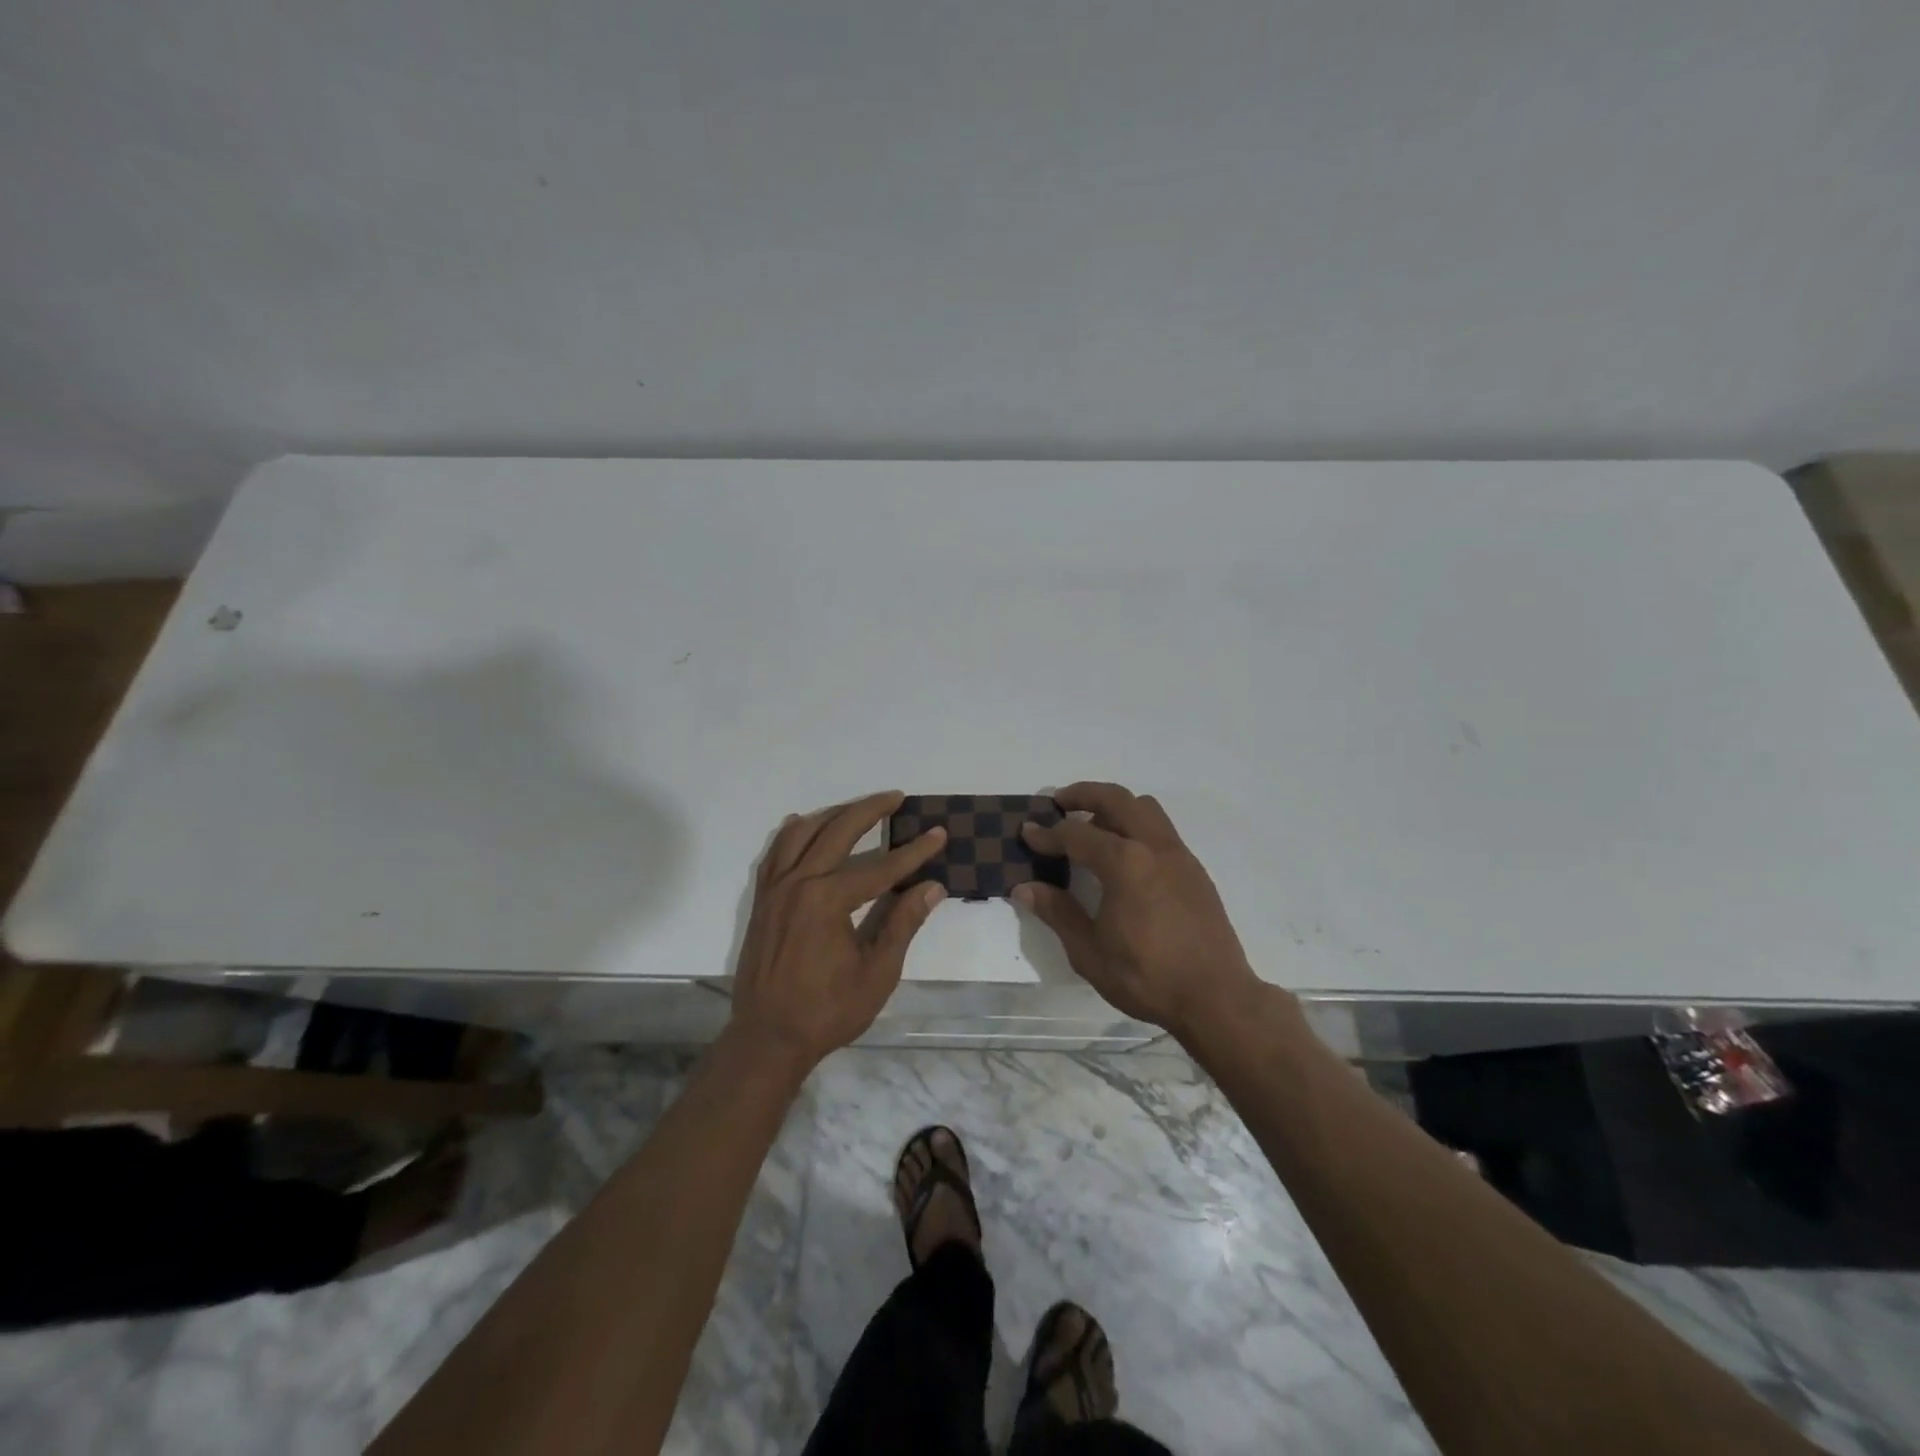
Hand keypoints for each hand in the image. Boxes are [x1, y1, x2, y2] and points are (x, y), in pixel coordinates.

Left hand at [728, 791, 947, 1073]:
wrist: (767, 1038)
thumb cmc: (828, 1010)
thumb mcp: (877, 972)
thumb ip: (903, 924)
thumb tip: (932, 886)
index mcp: (828, 900)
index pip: (881, 867)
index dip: (914, 851)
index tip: (938, 833)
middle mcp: (799, 883)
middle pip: (837, 831)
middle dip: (870, 810)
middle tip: (896, 797)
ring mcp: (775, 889)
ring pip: (803, 833)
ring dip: (833, 814)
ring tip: (859, 809)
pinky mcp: (762, 899)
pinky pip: (775, 851)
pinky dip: (793, 832)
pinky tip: (806, 824)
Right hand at [1015, 782, 1262, 1036]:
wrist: (1216, 998)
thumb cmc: (1147, 977)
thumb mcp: (1090, 952)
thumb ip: (1058, 913)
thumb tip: (1024, 888)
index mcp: (1125, 864)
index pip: (1076, 835)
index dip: (1047, 834)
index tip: (1027, 832)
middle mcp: (1153, 847)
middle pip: (1116, 799)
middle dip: (1084, 794)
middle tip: (1059, 803)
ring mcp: (1179, 855)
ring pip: (1145, 808)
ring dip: (1114, 806)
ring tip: (1092, 825)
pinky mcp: (1194, 870)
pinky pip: (1161, 830)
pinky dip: (1136, 825)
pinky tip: (1124, 857)